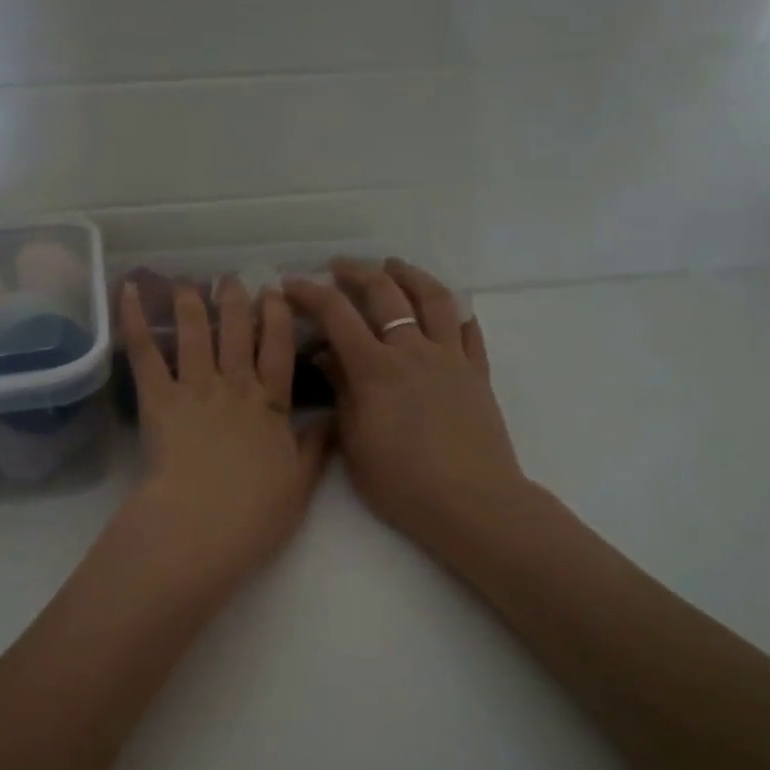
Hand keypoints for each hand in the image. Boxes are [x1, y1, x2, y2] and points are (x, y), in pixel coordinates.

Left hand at [116, 277, 330, 595]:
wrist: (204, 524)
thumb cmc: (255, 513)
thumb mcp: (299, 483)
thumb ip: (316, 448)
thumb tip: (335, 418)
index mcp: (272, 405)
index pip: (279, 349)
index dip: (278, 318)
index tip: (275, 292)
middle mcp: (236, 386)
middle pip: (238, 332)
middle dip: (236, 301)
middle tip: (231, 279)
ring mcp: (196, 389)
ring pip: (196, 333)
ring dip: (191, 303)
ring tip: (187, 283)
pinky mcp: (159, 399)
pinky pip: (146, 354)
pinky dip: (135, 321)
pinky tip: (128, 292)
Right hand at [284, 258, 526, 561]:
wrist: (471, 503)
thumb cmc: (403, 484)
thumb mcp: (355, 444)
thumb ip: (341, 393)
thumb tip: (326, 357)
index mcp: (375, 369)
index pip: (337, 314)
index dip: (310, 293)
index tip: (291, 284)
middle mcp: (413, 351)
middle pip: (385, 292)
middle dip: (357, 272)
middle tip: (338, 267)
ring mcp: (451, 358)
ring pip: (433, 298)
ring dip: (410, 274)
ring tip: (394, 266)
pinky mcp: (478, 373)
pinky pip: (469, 331)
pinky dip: (455, 312)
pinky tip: (447, 310)